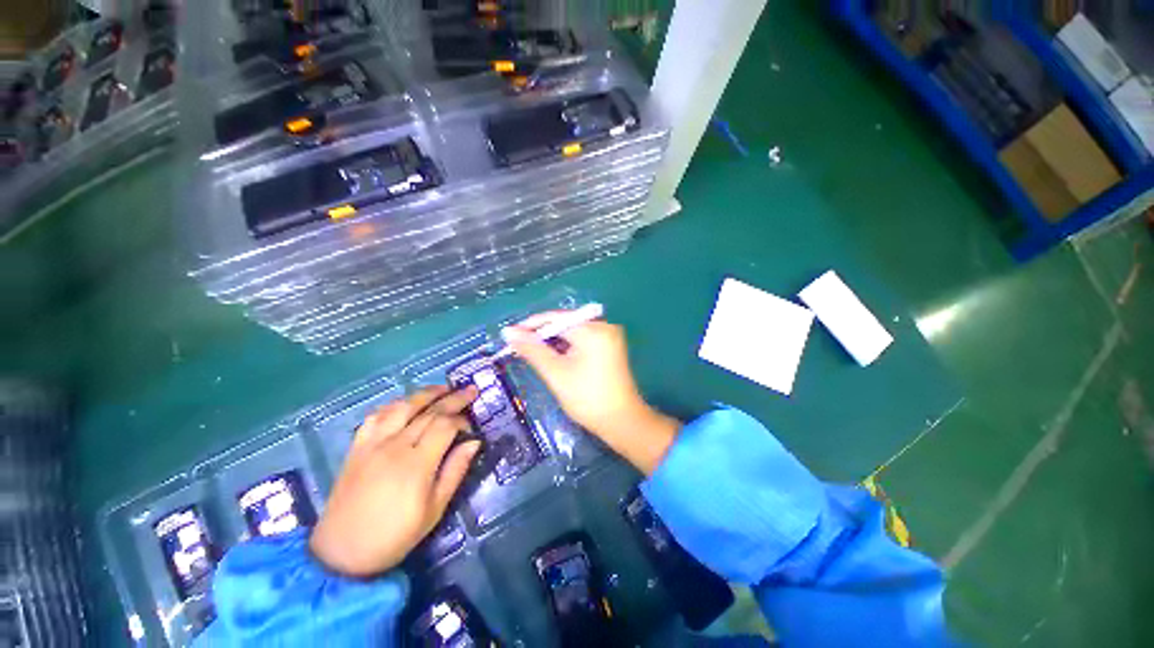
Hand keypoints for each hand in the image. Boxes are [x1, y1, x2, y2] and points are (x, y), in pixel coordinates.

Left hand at [309, 386, 480, 577]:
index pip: (445, 425)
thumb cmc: (395, 535)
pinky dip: (394, 404)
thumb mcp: (434, 510)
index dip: (462, 419)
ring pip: (402, 407)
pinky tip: (405, 403)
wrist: (341, 553)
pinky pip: (376, 416)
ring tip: (443, 388)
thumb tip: (474, 442)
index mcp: (417, 463)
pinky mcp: (357, 447)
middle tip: (470, 390)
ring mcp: (373, 443)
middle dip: (453, 398)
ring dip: (425, 394)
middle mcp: (395, 446)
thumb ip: (455, 471)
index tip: (471, 425)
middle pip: (429, 411)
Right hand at [503, 314, 679, 473]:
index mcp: (593, 329)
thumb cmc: (587, 398)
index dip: (531, 325)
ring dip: (554, 341)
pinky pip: (584, 339)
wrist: (621, 421)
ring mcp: (610, 336)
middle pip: (565, 323)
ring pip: (574, 332)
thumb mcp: (555, 372)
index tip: (510, 334)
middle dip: (542, 334)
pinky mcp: (611, 347)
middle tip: (519, 346)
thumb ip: (532, 349)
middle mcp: (604, 326)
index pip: (555, 318)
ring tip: (533, 351)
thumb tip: (508, 332)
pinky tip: (555, 356)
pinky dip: (568, 346)